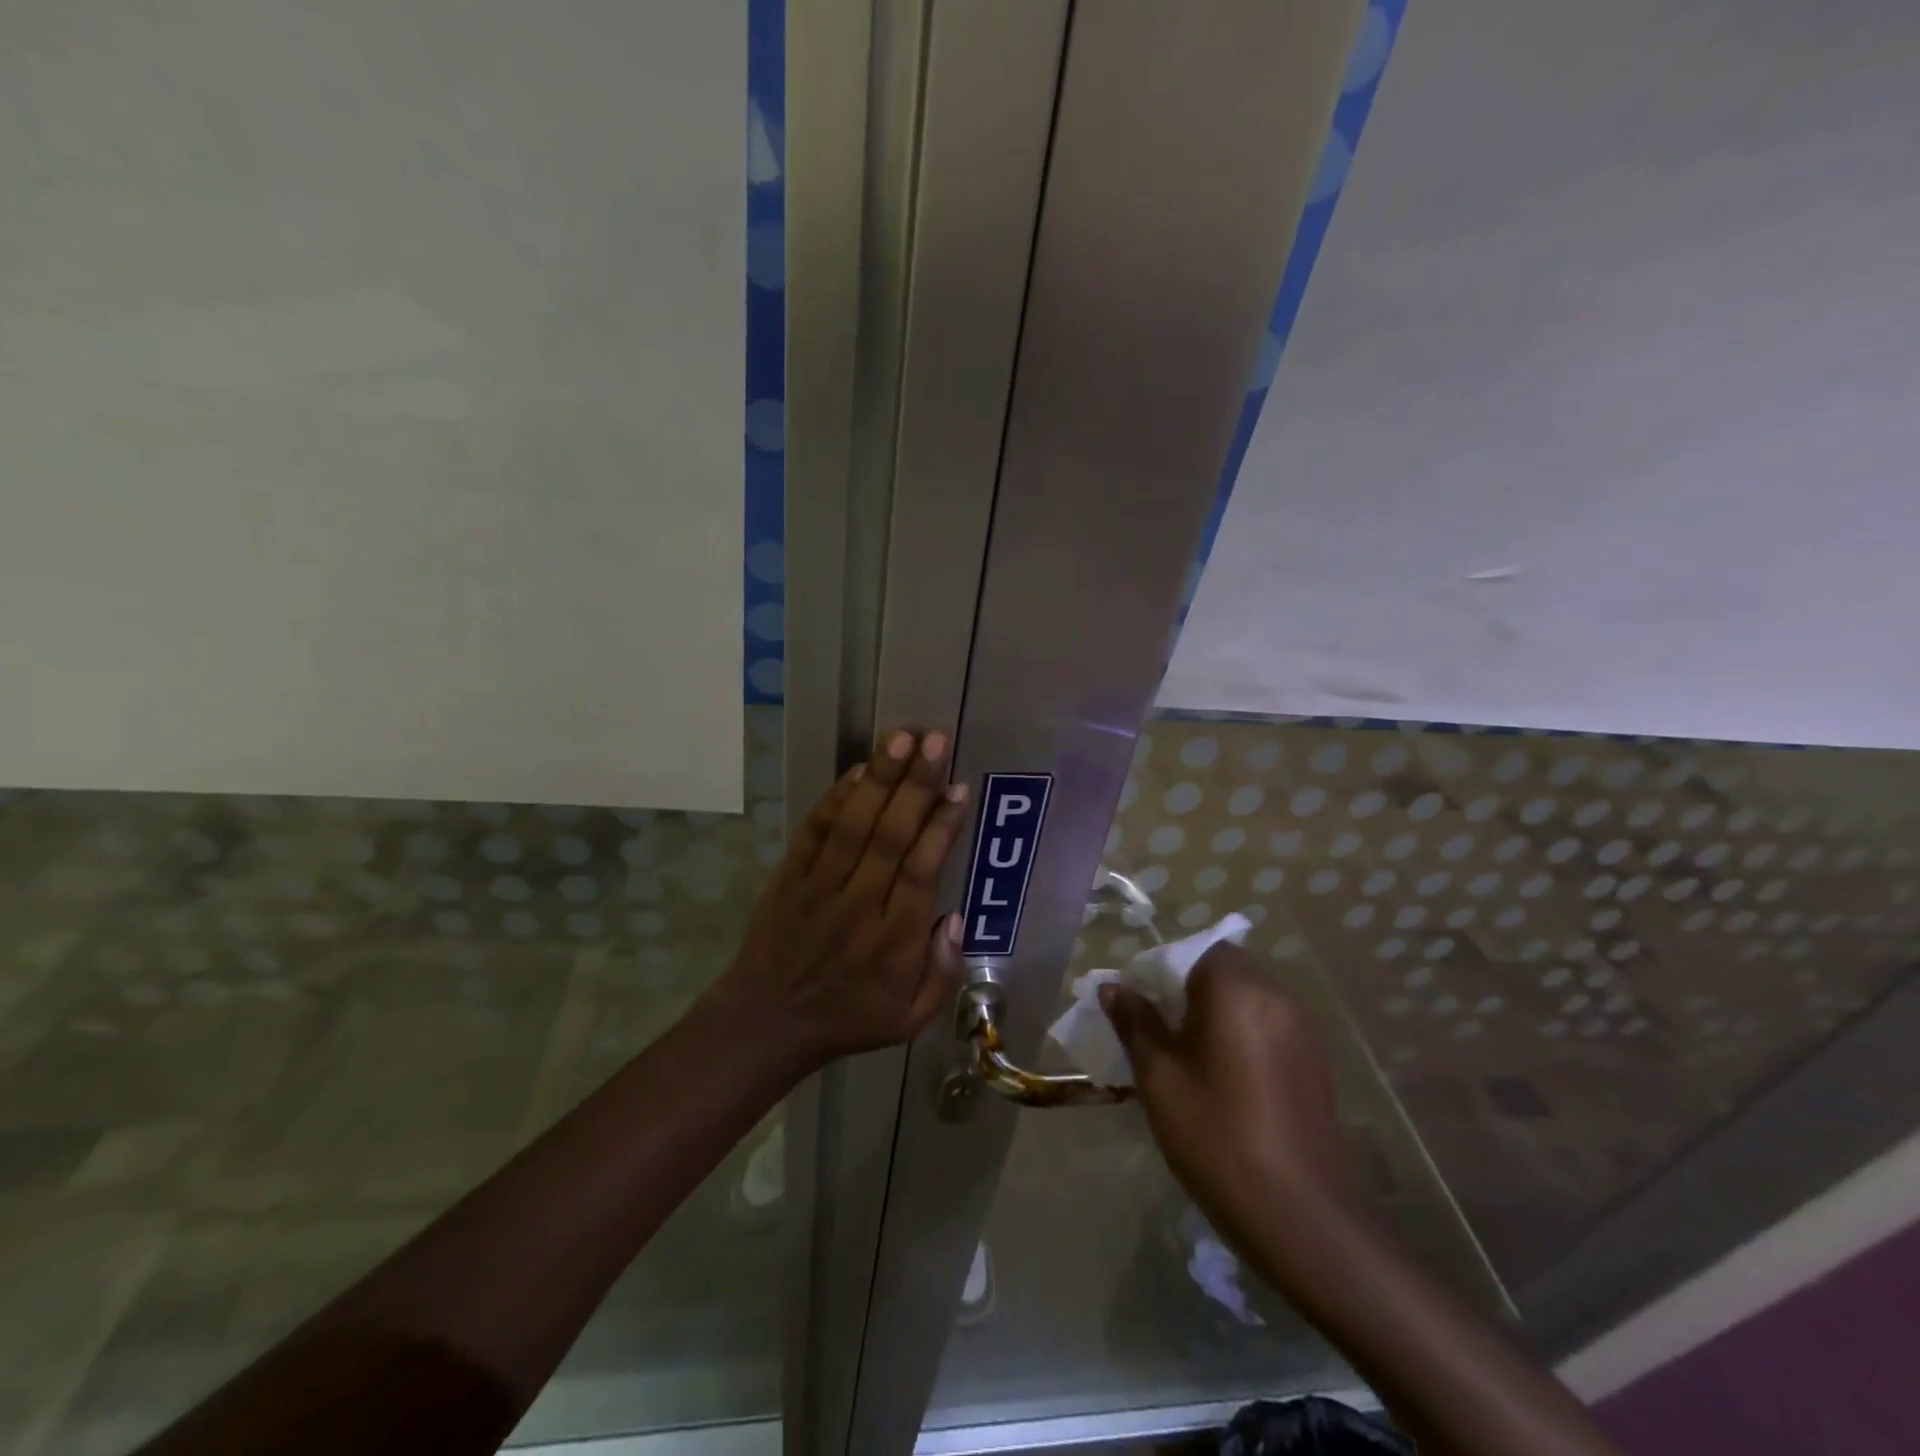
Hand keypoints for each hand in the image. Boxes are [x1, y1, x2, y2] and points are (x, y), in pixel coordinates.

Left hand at [717, 728, 969, 1070]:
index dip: (941, 827)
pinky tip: (860, 769)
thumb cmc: (848, 1018)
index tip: (958, 788)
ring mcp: (819, 887)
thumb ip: (942, 973)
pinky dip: (835, 798)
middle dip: (915, 786)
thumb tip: (954, 919)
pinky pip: (814, 831)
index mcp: (893, 941)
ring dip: (879, 779)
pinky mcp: (790, 876)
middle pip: (890, 837)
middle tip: (935, 741)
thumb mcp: (909, 1019)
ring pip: (853, 825)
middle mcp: (859, 905)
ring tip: (901, 738)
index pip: (921, 872)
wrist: (766, 1022)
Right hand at [1100, 943, 1364, 1270]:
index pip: (1194, 950)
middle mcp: (1276, 995)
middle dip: (1186, 989)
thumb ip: (1135, 1023)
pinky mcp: (1315, 1060)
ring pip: (1247, 997)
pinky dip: (1241, 1032)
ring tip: (1188, 1058)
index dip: (1161, 969)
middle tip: (1158, 1032)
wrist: (1302, 1217)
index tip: (1140, 1006)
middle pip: (1222, 969)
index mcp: (1237, 989)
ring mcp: (1302, 1028)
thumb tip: (1113, 986)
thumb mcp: (1160, 1078)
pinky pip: (1268, 1024)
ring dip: (1215, 1011)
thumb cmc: (1217, 1137)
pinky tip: (1225, 1079)